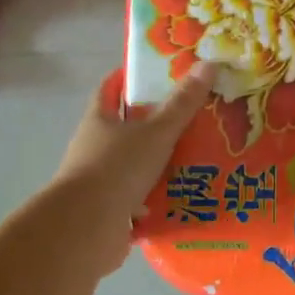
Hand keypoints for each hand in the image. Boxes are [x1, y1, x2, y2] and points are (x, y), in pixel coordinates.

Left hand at [53, 62, 215, 268]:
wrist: (86, 230)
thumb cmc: (116, 169)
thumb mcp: (156, 131)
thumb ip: (182, 103)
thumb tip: (208, 63)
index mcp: (99, 120)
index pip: (111, 87)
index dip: (130, 76)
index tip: (159, 69)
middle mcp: (96, 147)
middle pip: (128, 126)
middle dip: (159, 121)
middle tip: (196, 113)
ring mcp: (102, 181)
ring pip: (138, 163)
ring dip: (164, 161)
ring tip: (203, 155)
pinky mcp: (112, 211)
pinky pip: (143, 197)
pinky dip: (163, 196)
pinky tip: (191, 194)